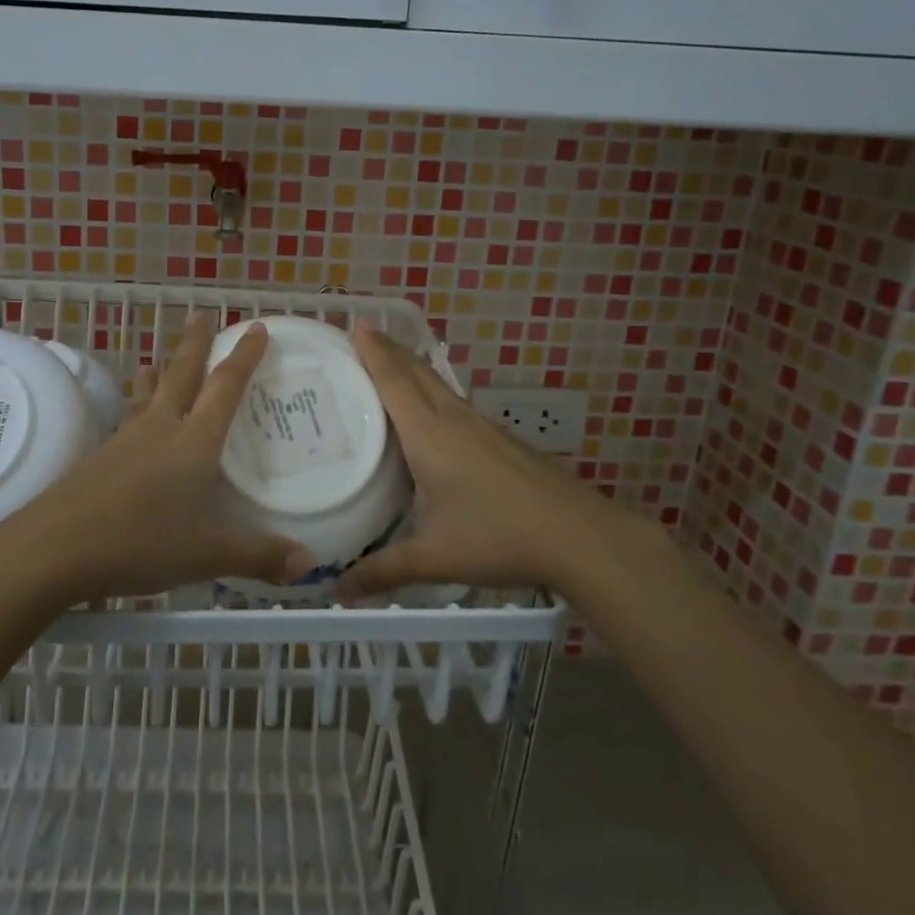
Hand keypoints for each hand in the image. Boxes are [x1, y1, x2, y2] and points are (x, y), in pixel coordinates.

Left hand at [0, 314, 312, 604]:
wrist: (54, 547)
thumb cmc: (139, 542)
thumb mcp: (206, 554)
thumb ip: (257, 556)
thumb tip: (308, 563)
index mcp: (194, 441)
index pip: (225, 386)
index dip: (244, 356)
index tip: (255, 327)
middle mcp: (161, 428)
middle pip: (182, 374)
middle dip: (196, 344)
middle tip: (203, 315)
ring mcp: (126, 439)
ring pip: (149, 393)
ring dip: (160, 371)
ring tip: (158, 358)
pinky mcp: (100, 457)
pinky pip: (129, 418)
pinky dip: (138, 405)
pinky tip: (134, 418)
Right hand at [335, 326, 588, 598]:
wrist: (577, 534)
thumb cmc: (498, 537)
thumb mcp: (434, 557)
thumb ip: (384, 571)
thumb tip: (337, 591)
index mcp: (429, 435)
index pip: (394, 381)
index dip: (374, 351)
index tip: (356, 323)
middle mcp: (453, 419)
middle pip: (416, 372)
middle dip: (389, 349)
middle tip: (363, 333)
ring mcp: (481, 425)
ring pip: (438, 384)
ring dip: (412, 366)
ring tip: (390, 360)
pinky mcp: (499, 437)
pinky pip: (454, 400)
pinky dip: (432, 389)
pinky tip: (433, 408)